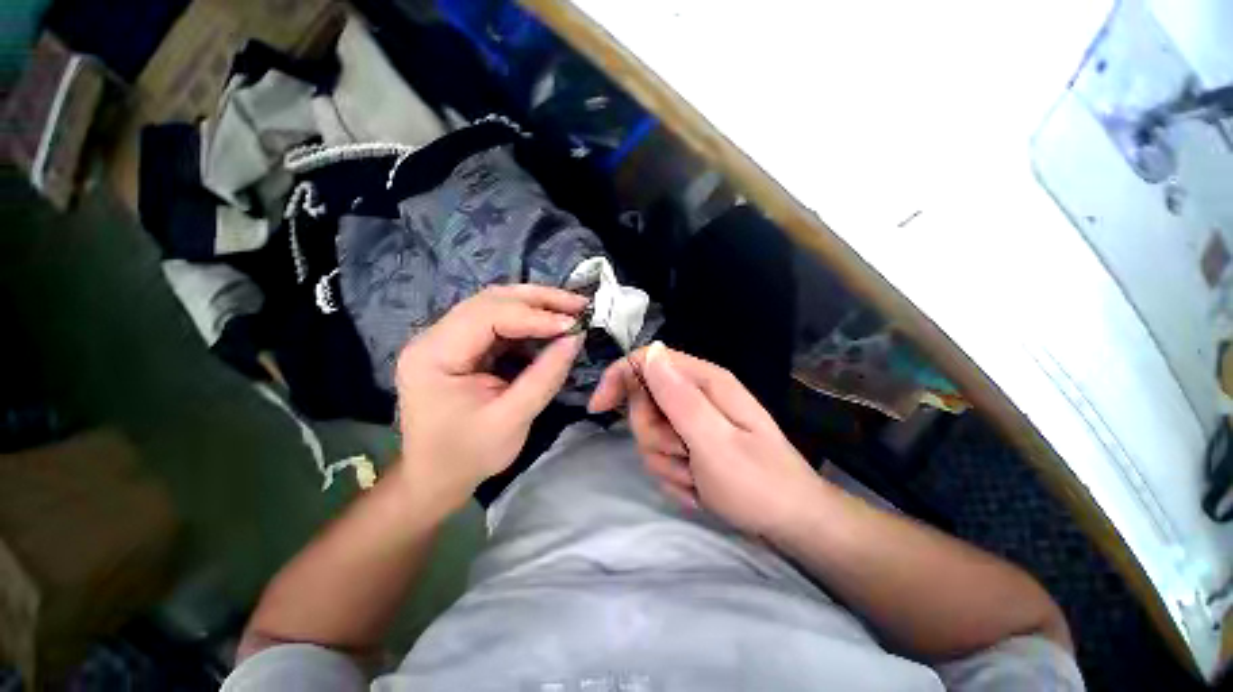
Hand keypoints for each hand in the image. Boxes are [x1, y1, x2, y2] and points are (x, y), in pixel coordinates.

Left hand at [394, 285, 585, 512]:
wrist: (437, 477)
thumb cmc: (470, 454)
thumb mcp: (513, 418)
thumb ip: (546, 376)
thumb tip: (575, 337)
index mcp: (434, 355)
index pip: (487, 315)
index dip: (534, 316)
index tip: (573, 324)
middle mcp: (433, 337)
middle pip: (490, 300)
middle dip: (539, 300)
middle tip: (578, 304)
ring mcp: (445, 339)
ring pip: (495, 305)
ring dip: (535, 305)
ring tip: (570, 310)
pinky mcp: (461, 347)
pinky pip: (497, 323)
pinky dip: (528, 322)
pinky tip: (550, 327)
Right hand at [589, 342, 823, 536]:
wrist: (791, 524)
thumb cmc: (758, 483)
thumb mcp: (714, 441)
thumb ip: (678, 397)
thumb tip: (651, 353)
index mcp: (704, 381)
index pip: (647, 361)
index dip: (619, 378)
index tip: (599, 408)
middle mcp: (697, 395)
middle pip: (643, 401)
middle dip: (653, 434)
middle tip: (682, 455)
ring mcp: (694, 422)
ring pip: (649, 433)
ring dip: (666, 461)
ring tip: (697, 477)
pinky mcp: (693, 444)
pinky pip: (663, 456)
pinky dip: (675, 475)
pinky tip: (699, 487)